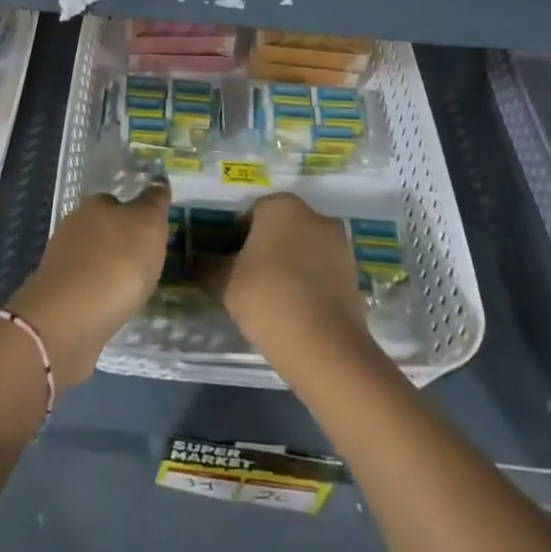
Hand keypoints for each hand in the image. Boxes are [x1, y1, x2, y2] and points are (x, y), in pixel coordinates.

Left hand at [5, 179, 171, 387]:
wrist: (69, 319)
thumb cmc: (116, 263)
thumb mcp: (148, 224)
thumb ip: (154, 202)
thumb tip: (158, 180)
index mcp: (94, 205)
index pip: (117, 202)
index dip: (135, 217)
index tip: (151, 237)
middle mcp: (73, 227)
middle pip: (103, 230)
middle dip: (121, 245)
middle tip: (146, 265)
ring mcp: (61, 261)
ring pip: (93, 260)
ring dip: (109, 271)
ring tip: (132, 291)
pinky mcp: (57, 295)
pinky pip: (86, 288)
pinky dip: (99, 295)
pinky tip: (112, 308)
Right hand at [204, 194, 368, 365]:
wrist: (326, 346)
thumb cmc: (268, 298)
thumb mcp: (225, 283)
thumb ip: (208, 266)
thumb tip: (196, 260)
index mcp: (281, 206)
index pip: (251, 214)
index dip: (236, 239)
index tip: (229, 265)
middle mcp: (314, 215)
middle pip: (280, 228)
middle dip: (265, 249)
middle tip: (248, 281)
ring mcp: (339, 243)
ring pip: (302, 249)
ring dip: (289, 265)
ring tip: (274, 299)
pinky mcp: (354, 272)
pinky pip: (321, 270)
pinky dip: (309, 282)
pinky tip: (297, 309)